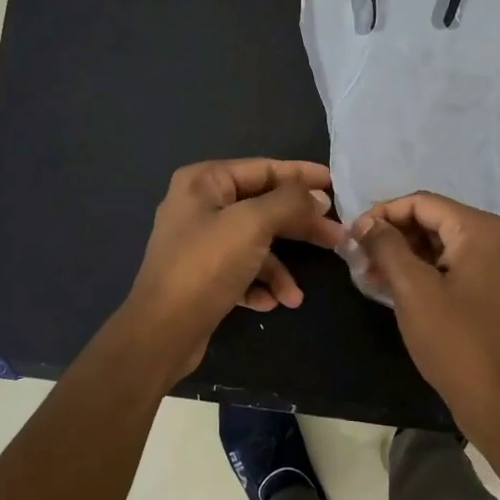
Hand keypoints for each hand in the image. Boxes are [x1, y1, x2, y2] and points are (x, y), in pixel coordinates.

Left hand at [123, 159, 345, 380]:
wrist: (162, 331)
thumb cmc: (206, 266)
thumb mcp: (252, 224)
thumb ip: (289, 202)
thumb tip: (317, 195)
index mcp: (204, 182)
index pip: (263, 169)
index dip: (302, 176)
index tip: (337, 186)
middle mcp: (199, 206)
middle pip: (263, 207)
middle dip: (299, 227)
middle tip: (336, 238)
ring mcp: (200, 242)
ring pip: (255, 244)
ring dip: (280, 268)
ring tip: (297, 295)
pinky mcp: (202, 275)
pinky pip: (241, 271)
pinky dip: (259, 285)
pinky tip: (271, 304)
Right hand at [353, 191, 499, 430]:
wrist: (497, 399)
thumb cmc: (453, 340)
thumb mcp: (412, 288)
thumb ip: (385, 246)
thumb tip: (365, 223)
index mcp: (481, 230)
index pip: (422, 203)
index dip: (383, 214)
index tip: (352, 234)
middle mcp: (497, 238)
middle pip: (433, 221)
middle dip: (393, 236)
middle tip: (358, 256)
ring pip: (441, 245)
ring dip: (404, 254)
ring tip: (369, 273)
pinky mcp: (496, 288)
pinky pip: (453, 265)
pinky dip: (424, 271)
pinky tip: (393, 286)